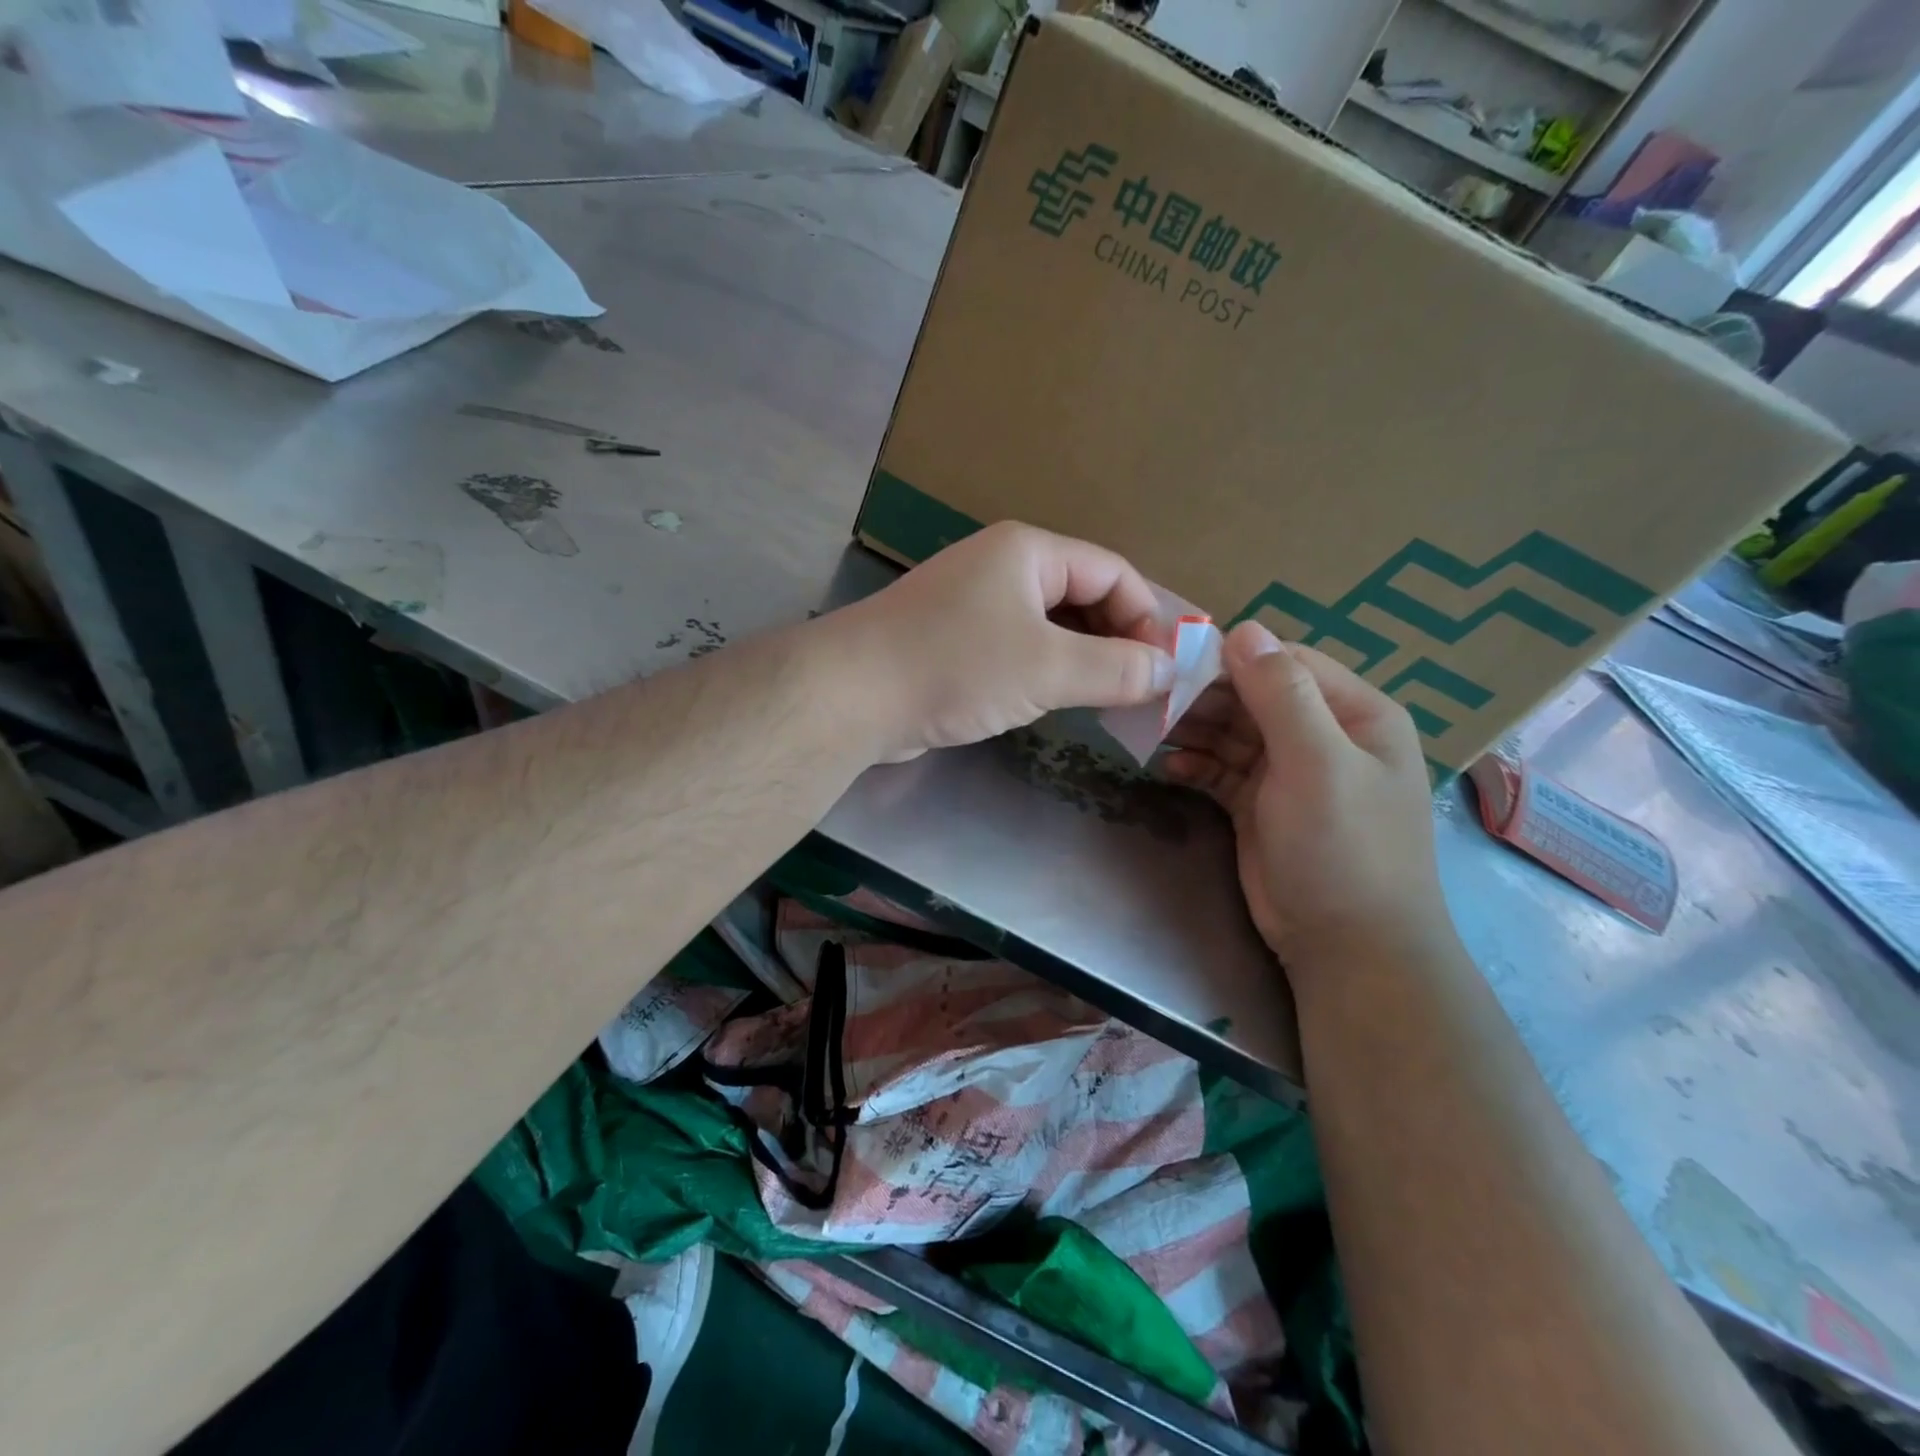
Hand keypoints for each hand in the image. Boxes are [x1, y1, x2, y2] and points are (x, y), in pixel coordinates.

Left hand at [829, 522, 1174, 761]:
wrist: (853, 695)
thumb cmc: (956, 666)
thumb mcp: (1047, 667)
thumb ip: (1116, 668)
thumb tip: (1168, 671)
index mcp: (1029, 552)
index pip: (1113, 572)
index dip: (1149, 616)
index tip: (1169, 667)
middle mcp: (1004, 568)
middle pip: (1084, 597)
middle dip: (1120, 640)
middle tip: (1147, 689)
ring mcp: (976, 605)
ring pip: (1052, 627)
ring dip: (1086, 659)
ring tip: (1115, 700)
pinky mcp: (957, 642)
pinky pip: (1021, 649)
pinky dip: (1050, 671)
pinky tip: (1063, 701)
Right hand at [1162, 621, 1449, 974]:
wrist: (1347, 946)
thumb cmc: (1343, 846)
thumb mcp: (1318, 763)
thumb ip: (1281, 694)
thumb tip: (1243, 628)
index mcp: (1355, 713)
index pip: (1287, 663)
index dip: (1234, 658)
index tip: (1177, 660)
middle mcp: (1323, 735)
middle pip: (1253, 696)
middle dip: (1206, 696)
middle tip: (1153, 698)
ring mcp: (1288, 772)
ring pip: (1232, 733)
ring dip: (1193, 730)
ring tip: (1150, 729)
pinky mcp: (1259, 805)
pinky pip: (1220, 770)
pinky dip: (1195, 766)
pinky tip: (1167, 768)